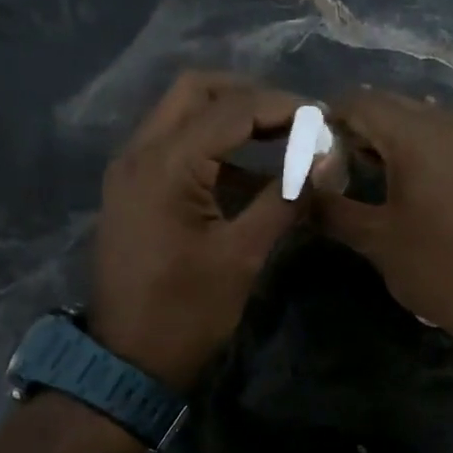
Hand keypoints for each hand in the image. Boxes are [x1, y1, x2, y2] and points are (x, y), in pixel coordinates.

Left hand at [89, 73, 305, 392]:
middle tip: (296, 121)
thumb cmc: (186, 313)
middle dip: (251, 97)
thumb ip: (284, 199)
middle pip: (197, 90)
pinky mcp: (131, 190)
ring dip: (230, 119)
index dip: (284, 108)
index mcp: (165, 165)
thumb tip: (326, 161)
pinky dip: (210, 148)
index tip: (325, 121)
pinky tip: (247, 177)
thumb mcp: (242, 256)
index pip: (232, 108)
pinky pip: (172, 147)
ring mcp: (129, 169)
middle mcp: (138, 152)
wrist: (127, 361)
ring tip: (281, 142)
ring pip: (181, 114)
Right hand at [316, 90, 452, 350]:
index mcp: (417, 135)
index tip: (309, 151)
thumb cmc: (435, 266)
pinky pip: (435, 135)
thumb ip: (331, 207)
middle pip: (387, 105)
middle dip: (355, 129)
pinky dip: (410, 147)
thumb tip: (301, 190)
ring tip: (360, 174)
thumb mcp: (375, 240)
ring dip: (383, 138)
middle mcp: (446, 121)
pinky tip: (395, 179)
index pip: (359, 103)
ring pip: (413, 118)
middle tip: (331, 166)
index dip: (327, 120)